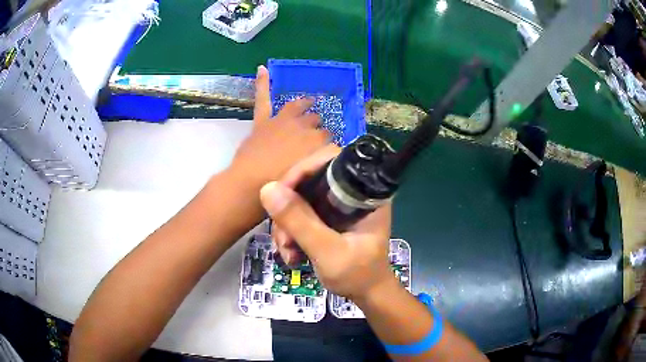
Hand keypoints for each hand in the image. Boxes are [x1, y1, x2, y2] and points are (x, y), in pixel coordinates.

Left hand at [229, 65, 329, 187]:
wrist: (252, 182)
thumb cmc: (282, 185)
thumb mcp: (309, 178)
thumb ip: (319, 165)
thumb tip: (324, 159)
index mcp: (317, 142)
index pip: (329, 138)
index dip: (328, 144)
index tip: (326, 150)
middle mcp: (303, 127)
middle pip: (316, 122)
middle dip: (318, 126)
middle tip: (318, 134)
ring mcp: (282, 121)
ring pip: (297, 107)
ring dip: (305, 103)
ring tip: (310, 101)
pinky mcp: (263, 121)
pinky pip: (263, 98)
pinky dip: (262, 83)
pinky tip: (261, 69)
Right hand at [259, 145, 393, 299]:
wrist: (366, 294)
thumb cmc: (358, 275)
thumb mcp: (328, 252)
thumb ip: (300, 222)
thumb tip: (267, 189)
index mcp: (364, 193)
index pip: (331, 159)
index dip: (303, 170)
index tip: (282, 195)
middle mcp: (351, 192)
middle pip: (309, 178)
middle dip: (289, 206)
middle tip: (283, 236)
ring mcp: (338, 204)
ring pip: (300, 197)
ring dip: (286, 224)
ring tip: (287, 252)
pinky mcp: (328, 216)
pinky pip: (300, 212)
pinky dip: (290, 231)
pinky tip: (291, 253)